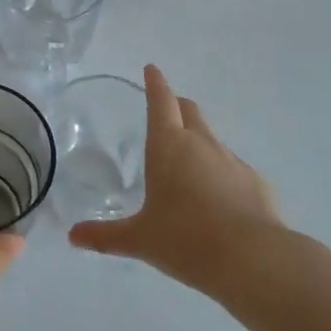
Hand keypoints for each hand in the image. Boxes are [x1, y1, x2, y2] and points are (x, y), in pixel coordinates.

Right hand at [68, 64, 284, 295]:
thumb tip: (73, 236)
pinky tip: (219, 202)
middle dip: (177, 106)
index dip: (155, 83)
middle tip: (166, 112)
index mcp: (168, 145)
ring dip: (199, 143)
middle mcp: (201, 144)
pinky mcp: (257, 183)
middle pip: (189, 110)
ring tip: (189, 167)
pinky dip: (222, 175)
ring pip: (212, 140)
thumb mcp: (140, 240)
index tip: (152, 69)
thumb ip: (106, 235)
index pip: (160, 101)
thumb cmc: (186, 240)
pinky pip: (234, 170)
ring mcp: (232, 161)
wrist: (254, 261)